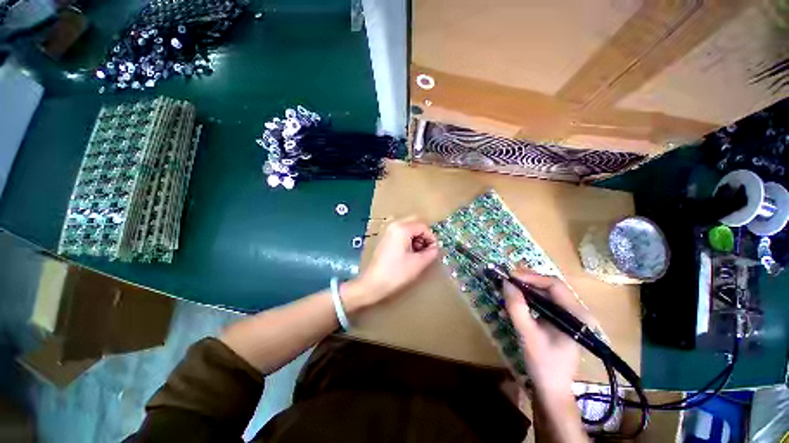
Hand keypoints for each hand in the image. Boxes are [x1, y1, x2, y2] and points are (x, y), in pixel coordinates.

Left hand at [345, 217, 437, 310]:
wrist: (373, 283)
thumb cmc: (396, 273)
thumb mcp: (418, 263)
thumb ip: (431, 252)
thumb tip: (435, 248)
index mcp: (402, 228)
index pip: (423, 226)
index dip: (431, 238)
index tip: (433, 250)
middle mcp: (393, 224)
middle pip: (415, 223)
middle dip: (424, 235)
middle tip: (426, 249)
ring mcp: (387, 230)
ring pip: (408, 227)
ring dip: (416, 237)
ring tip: (417, 253)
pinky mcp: (384, 237)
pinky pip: (401, 232)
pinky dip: (408, 238)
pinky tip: (408, 252)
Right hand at [502, 269, 588, 397]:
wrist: (551, 390)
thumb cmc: (543, 364)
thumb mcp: (527, 335)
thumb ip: (516, 307)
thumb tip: (506, 282)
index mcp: (576, 314)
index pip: (554, 285)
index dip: (530, 277)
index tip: (509, 275)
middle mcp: (576, 312)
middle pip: (549, 287)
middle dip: (526, 282)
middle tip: (506, 279)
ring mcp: (568, 316)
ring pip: (544, 294)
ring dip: (524, 290)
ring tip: (507, 289)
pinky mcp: (558, 321)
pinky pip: (542, 304)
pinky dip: (526, 300)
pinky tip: (513, 304)